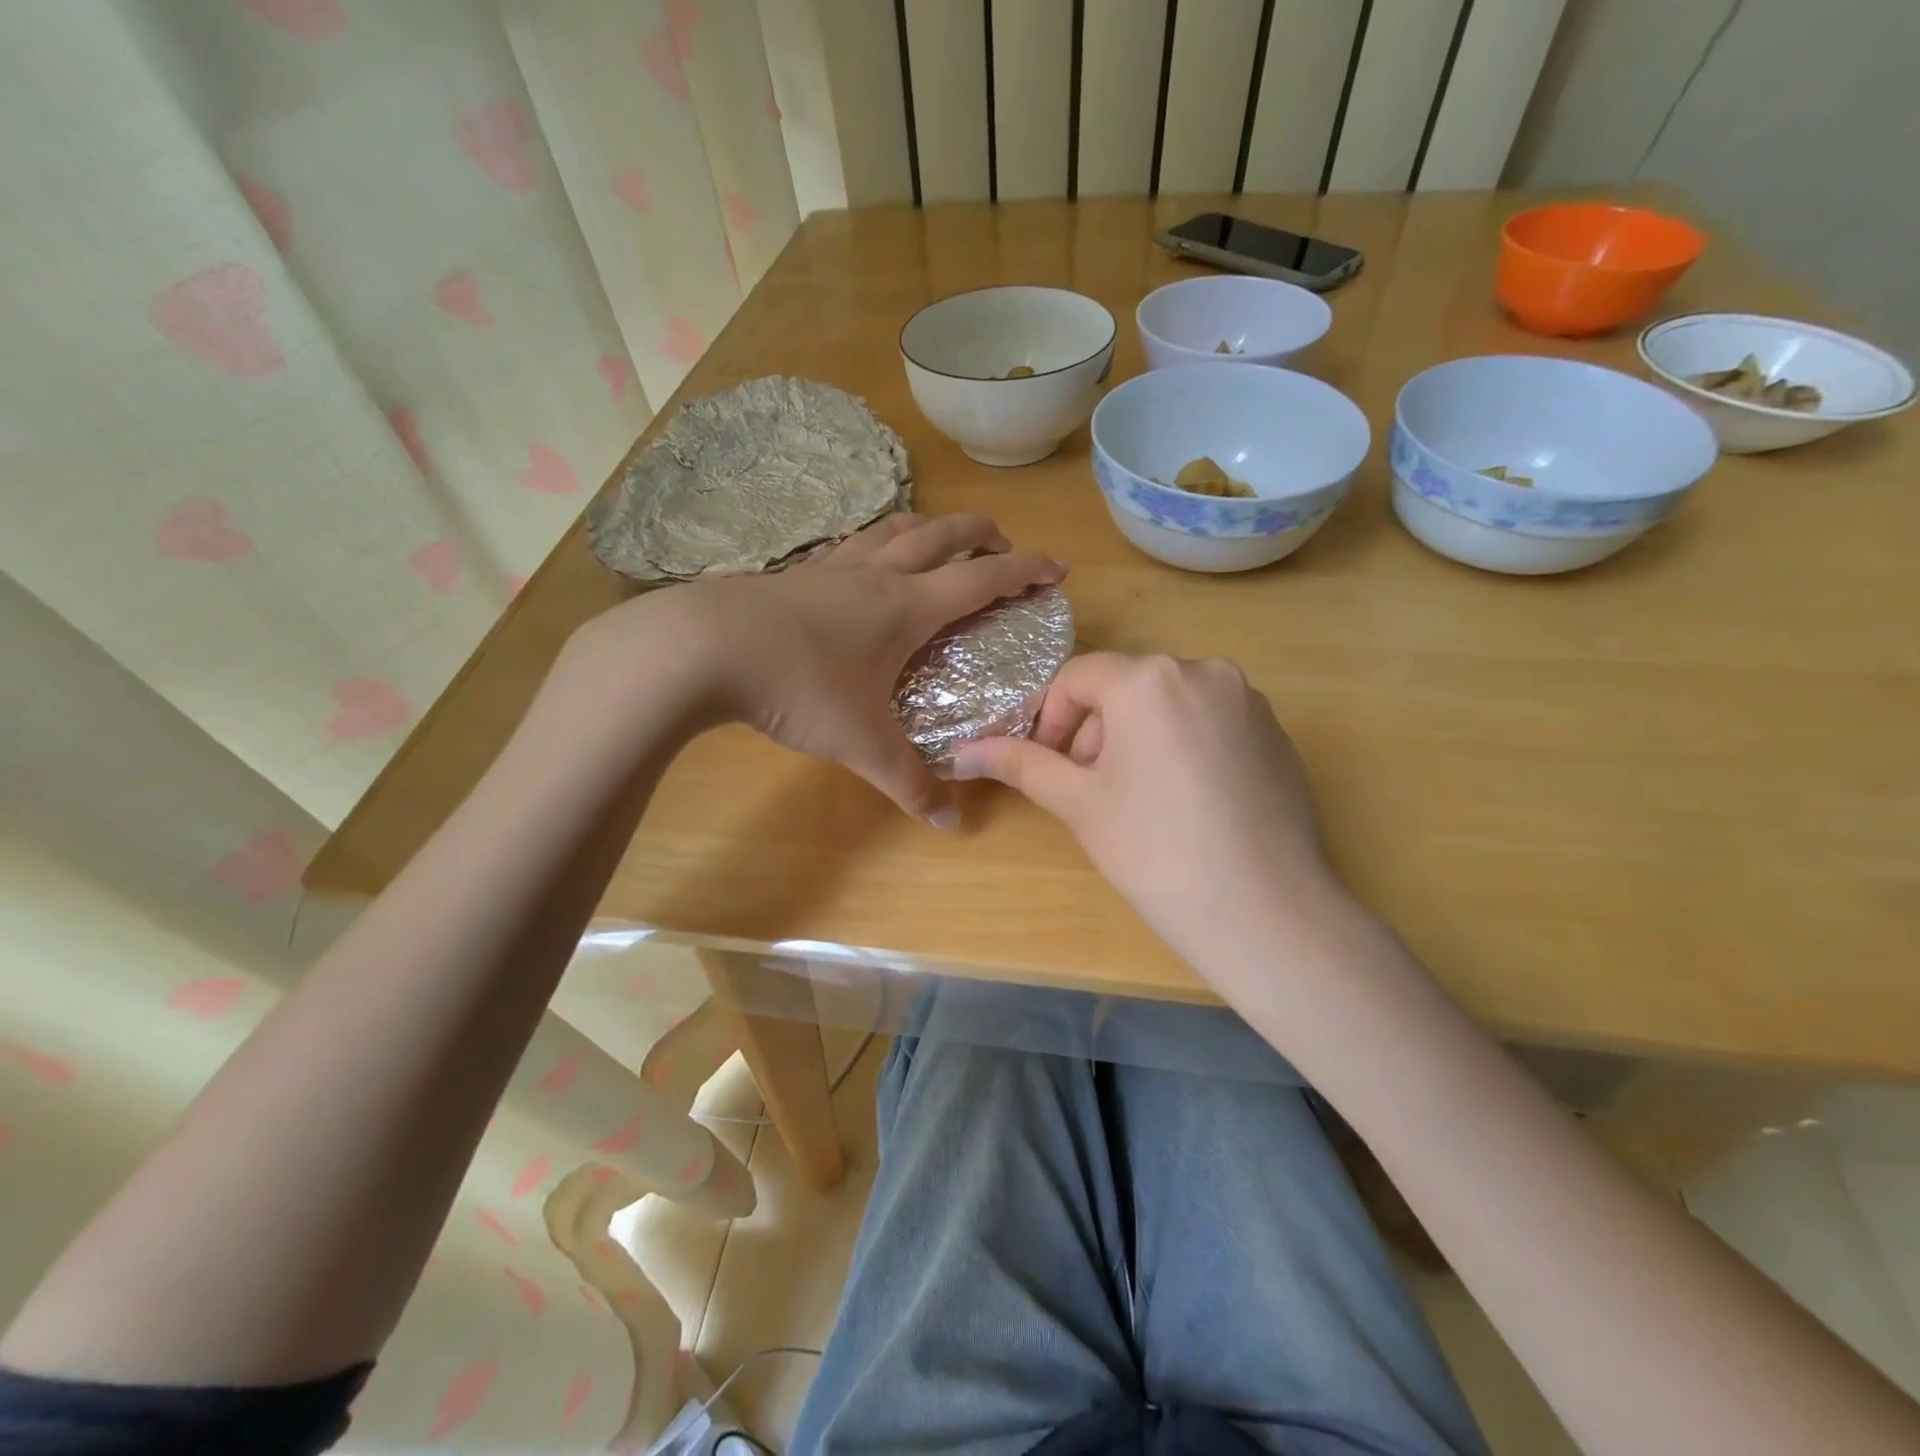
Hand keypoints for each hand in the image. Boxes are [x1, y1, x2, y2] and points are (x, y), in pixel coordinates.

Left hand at [572, 513, 1064, 825]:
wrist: (702, 647)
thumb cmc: (798, 686)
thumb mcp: (861, 742)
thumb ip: (908, 782)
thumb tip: (949, 823)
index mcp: (908, 606)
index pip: (983, 579)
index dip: (1026, 570)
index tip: (1057, 569)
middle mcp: (878, 575)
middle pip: (944, 535)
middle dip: (983, 535)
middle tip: (1003, 547)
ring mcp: (833, 567)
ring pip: (895, 528)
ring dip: (930, 528)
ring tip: (942, 542)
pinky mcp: (796, 573)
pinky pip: (853, 544)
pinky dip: (878, 542)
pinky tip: (865, 563)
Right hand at [953, 653, 1343, 973]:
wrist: (1262, 911)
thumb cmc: (1153, 850)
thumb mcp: (1078, 802)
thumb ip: (1020, 764)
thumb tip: (961, 751)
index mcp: (1150, 678)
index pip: (1078, 678)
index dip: (1049, 718)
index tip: (1045, 765)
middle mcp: (1204, 671)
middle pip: (1126, 688)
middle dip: (1096, 731)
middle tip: (1089, 788)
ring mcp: (1249, 701)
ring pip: (1170, 704)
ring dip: (1140, 737)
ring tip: (1139, 798)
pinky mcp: (1277, 733)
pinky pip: (1211, 723)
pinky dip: (1184, 746)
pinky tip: (1188, 803)